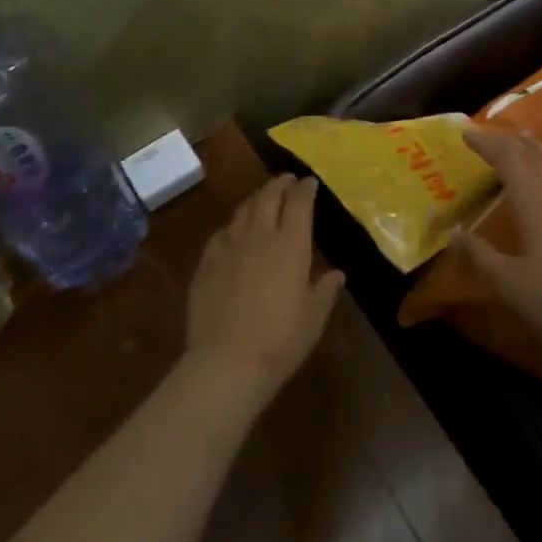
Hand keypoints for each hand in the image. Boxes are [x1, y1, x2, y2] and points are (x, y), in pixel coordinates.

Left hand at [186, 175, 344, 396]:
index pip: (299, 202)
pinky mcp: (206, 263)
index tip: (310, 183)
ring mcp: (229, 246)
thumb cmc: (280, 339)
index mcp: (291, 243)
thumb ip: (325, 290)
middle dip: (279, 184)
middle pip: (268, 197)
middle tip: (287, 180)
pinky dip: (234, 224)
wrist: (226, 361)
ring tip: (263, 198)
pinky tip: (234, 231)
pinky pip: (222, 232)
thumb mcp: (314, 317)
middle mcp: (259, 235)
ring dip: (256, 199)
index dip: (305, 189)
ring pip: (243, 210)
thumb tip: (336, 274)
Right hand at [456, 127, 541, 364]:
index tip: (465, 134)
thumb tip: (453, 232)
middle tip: (485, 137)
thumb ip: (478, 253)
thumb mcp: (507, 283)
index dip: (486, 143)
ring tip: (518, 142)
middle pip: (533, 151)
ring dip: (533, 146)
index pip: (508, 157)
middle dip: (507, 140)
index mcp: (535, 200)